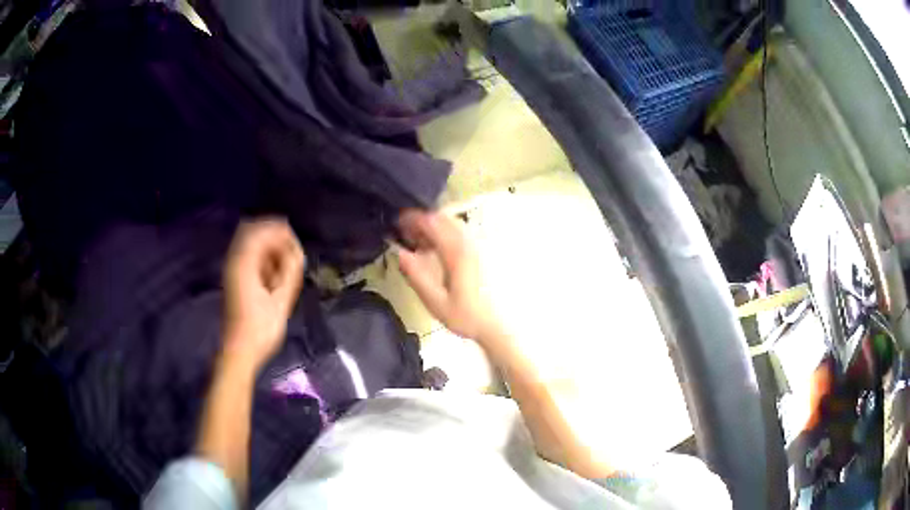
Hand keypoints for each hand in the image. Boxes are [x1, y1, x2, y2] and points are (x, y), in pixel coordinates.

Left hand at [222, 219, 304, 370]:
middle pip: (252, 229)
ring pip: (249, 241)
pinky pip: (247, 255)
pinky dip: (262, 257)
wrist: (240, 350)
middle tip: (291, 251)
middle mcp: (234, 260)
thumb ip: (290, 271)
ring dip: (268, 246)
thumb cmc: (261, 329)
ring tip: (285, 264)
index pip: (261, 230)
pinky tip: (274, 274)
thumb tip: (297, 252)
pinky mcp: (233, 278)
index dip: (281, 232)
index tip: (297, 245)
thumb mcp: (281, 301)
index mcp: (244, 263)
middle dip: (273, 235)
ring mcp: (231, 268)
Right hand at [398, 210, 501, 341]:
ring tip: (419, 242)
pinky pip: (459, 231)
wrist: (494, 325)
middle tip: (406, 234)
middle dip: (421, 220)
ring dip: (433, 226)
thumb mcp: (435, 301)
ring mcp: (477, 245)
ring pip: (452, 222)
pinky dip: (444, 232)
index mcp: (456, 252)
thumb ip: (416, 275)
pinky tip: (436, 250)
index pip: (432, 222)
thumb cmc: (464, 316)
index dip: (412, 219)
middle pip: (442, 217)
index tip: (397, 224)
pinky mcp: (480, 252)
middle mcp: (468, 243)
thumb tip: (399, 252)